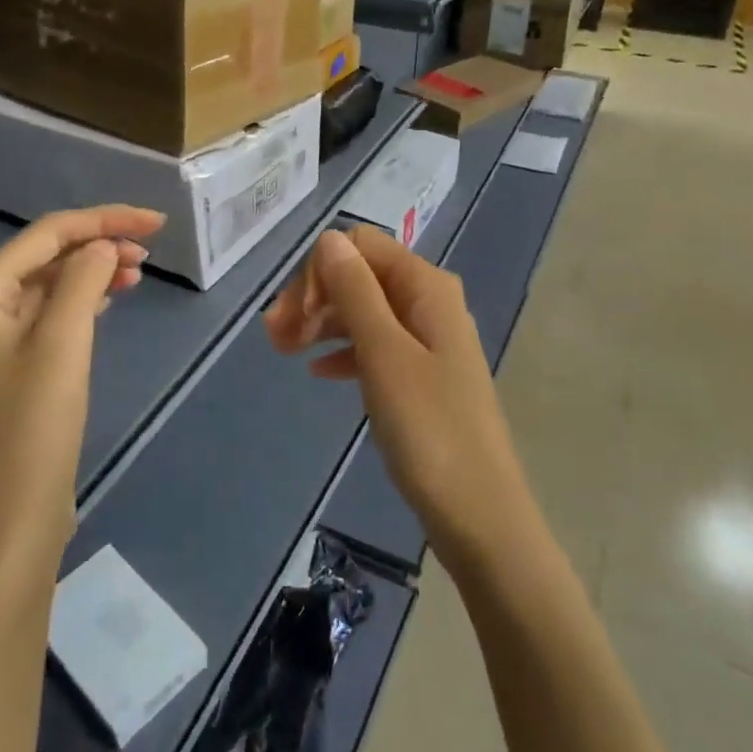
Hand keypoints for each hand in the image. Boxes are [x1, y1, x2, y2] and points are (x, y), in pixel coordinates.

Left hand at [0, 206, 163, 560]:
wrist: (10, 516)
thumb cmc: (33, 425)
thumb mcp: (63, 342)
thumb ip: (84, 279)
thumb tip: (103, 245)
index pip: (47, 234)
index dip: (103, 220)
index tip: (157, 222)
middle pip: (46, 255)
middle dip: (98, 245)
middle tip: (150, 252)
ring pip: (49, 284)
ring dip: (93, 272)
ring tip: (138, 272)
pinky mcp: (10, 365)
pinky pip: (48, 314)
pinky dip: (82, 300)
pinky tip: (110, 298)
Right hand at [263, 226, 529, 566]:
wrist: (478, 512)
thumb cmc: (429, 430)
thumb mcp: (384, 355)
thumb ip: (356, 292)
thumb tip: (330, 238)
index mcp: (427, 287)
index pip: (361, 246)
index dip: (321, 271)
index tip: (293, 316)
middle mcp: (430, 302)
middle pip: (361, 275)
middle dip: (315, 297)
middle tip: (274, 338)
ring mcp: (428, 339)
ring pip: (365, 311)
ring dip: (323, 323)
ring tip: (284, 353)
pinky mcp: (423, 374)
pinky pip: (375, 345)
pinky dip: (344, 350)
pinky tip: (318, 372)